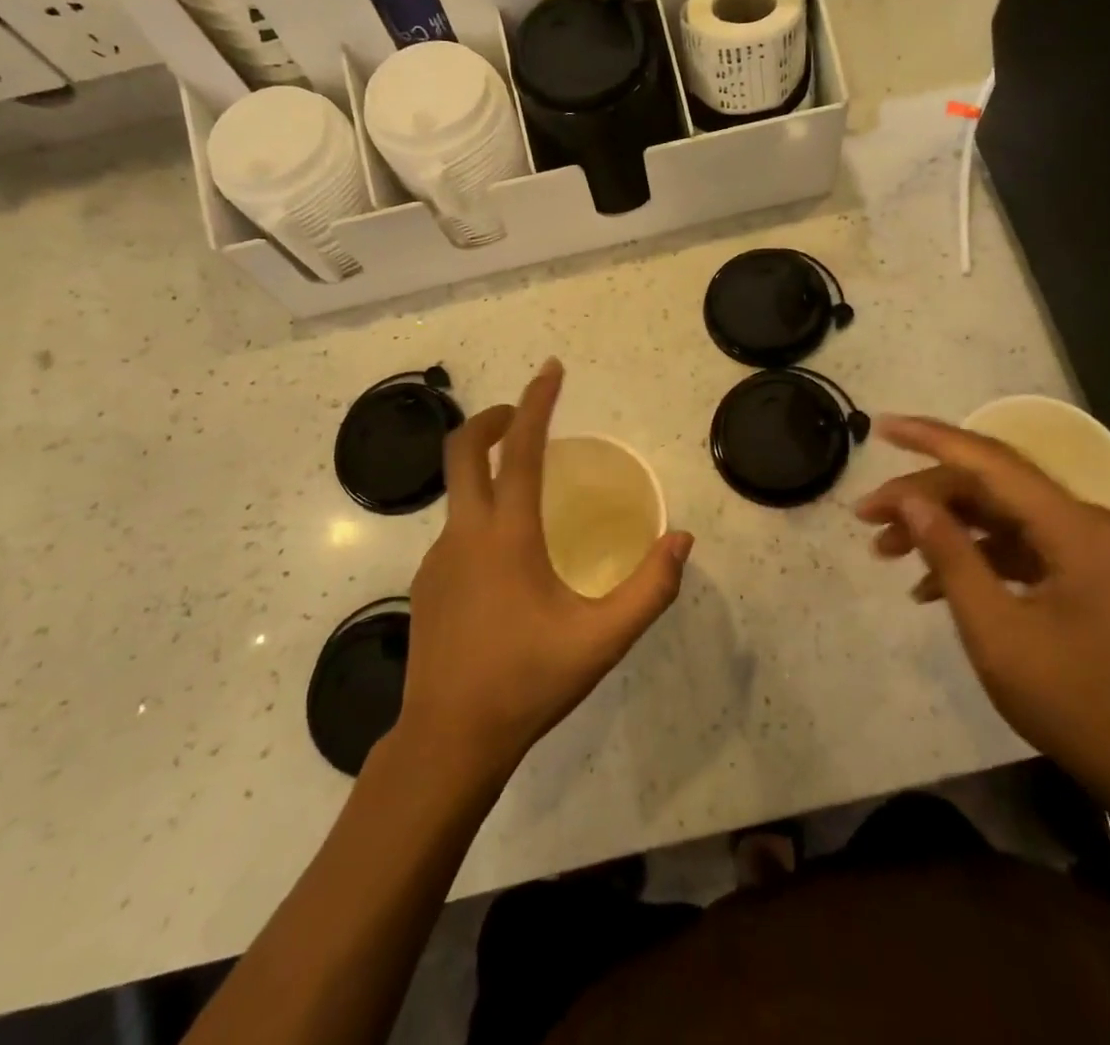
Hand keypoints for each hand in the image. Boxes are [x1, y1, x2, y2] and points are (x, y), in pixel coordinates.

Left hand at [399, 359, 693, 781]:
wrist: (449, 741)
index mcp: (507, 536)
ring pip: (458, 493)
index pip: (519, 449)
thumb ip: (650, 589)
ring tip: (528, 492)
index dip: (537, 402)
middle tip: (523, 413)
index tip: (551, 369)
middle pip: (462, 450)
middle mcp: (465, 534)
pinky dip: (481, 514)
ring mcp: (438, 558)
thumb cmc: (528, 682)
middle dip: (492, 418)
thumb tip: (682, 539)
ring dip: (486, 470)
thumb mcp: (603, 639)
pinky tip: (507, 558)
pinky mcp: (427, 583)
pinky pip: (456, 530)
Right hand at [854, 416, 1109, 803]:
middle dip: (922, 496)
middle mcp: (1082, 522)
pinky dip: (969, 558)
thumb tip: (908, 500)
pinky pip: (1013, 548)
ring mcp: (1083, 549)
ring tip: (884, 551)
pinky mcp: (1079, 575)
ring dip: (940, 528)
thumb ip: (950, 555)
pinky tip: (926, 588)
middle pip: (988, 487)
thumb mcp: (996, 629)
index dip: (930, 438)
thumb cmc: (1075, 702)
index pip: (989, 461)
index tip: (880, 428)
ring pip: (995, 516)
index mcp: (1072, 526)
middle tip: (866, 516)